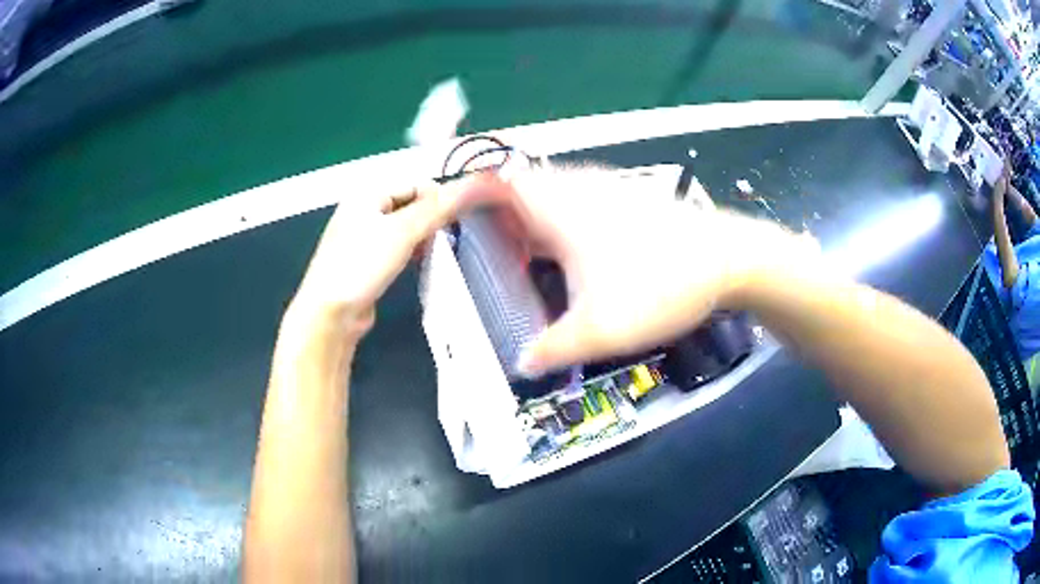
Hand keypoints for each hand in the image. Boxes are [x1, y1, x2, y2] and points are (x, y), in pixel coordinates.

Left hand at [286, 182, 469, 343]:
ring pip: (405, 229)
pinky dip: (412, 253)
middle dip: (433, 218)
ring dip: (424, 237)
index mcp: (367, 194)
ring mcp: (363, 239)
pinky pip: (397, 249)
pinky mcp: (367, 264)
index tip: (462, 217)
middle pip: (411, 205)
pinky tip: (422, 264)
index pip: (416, 184)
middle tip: (452, 236)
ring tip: (440, 251)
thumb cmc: (361, 265)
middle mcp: (363, 211)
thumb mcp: (403, 231)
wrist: (331, 314)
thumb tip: (477, 184)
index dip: (440, 197)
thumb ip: (439, 207)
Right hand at [463, 165, 812, 375]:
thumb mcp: (600, 329)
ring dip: (530, 220)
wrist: (728, 260)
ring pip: (550, 196)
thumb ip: (553, 349)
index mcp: (558, 209)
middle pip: (520, 188)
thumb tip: (521, 365)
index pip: (497, 182)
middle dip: (497, 215)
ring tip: (522, 257)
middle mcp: (577, 190)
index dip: (468, 192)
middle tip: (485, 252)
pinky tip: (571, 257)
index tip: (449, 216)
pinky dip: (558, 224)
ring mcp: (606, 192)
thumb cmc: (659, 285)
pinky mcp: (628, 202)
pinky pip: (575, 204)